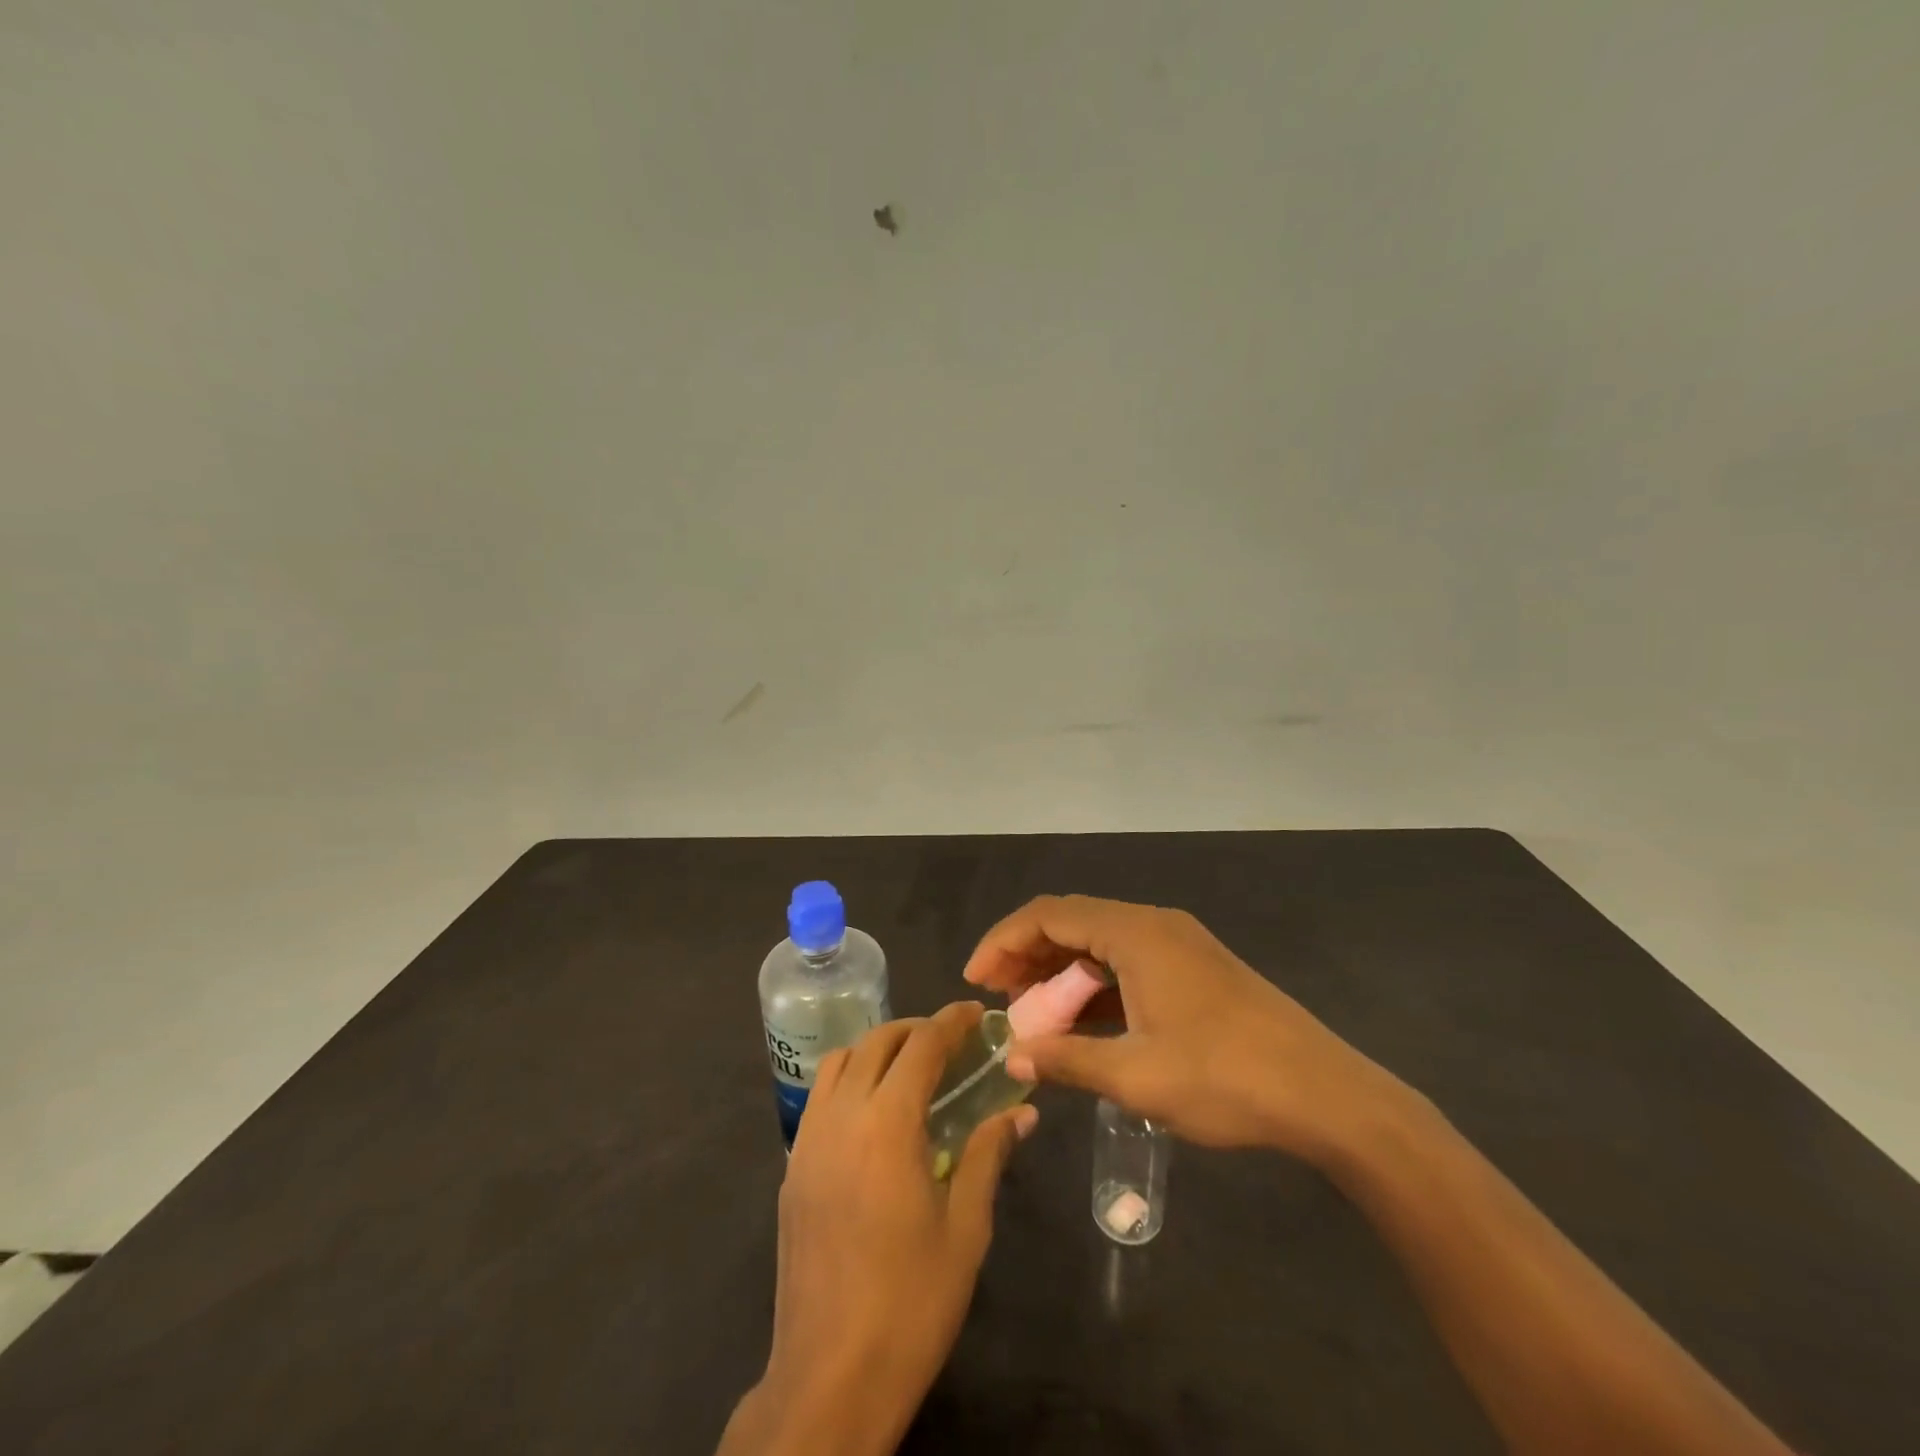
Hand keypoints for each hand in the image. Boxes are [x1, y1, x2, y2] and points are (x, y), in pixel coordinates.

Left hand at [719, 1003, 1035, 1455]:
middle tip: (950, 1041)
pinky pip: (820, 1097)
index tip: (977, 1014)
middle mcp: (842, 1116)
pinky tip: (873, 1113)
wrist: (830, 1375)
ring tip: (910, 1068)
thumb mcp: (965, 1228)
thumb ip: (989, 1155)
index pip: (922, 1045)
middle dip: (916, 1029)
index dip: (951, 1021)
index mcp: (887, 1123)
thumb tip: (1019, 1112)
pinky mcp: (792, 1168)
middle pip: (877, 1042)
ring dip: (877, 1049)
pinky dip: (849, 1079)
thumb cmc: (911, 1302)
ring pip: (840, 1062)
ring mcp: (809, 1141)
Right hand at [963, 895, 1406, 1164]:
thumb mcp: (1136, 1077)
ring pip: (1099, 943)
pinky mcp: (1194, 968)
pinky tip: (1081, 1022)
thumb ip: (1067, 1060)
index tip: (975, 980)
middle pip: (1072, 922)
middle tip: (999, 999)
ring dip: (1061, 972)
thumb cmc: (1225, 1079)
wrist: (1327, 1095)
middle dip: (1028, 956)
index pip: (1049, 915)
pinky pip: (1126, 962)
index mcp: (1136, 933)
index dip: (1004, 941)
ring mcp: (1178, 944)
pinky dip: (1095, 985)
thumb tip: (1012, 1059)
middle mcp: (1154, 925)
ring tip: (1032, 1014)